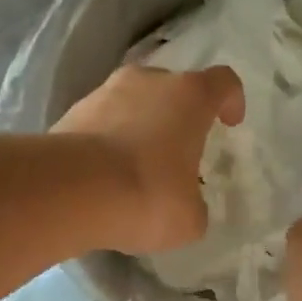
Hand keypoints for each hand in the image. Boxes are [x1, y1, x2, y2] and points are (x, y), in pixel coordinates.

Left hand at [52, 64, 243, 254]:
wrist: (70, 191)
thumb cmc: (147, 195)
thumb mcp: (189, 219)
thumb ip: (195, 206)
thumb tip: (186, 206)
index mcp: (189, 97)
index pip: (223, 82)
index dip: (231, 100)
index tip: (230, 123)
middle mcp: (147, 81)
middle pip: (173, 88)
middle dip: (178, 116)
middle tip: (178, 153)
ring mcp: (103, 92)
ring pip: (132, 103)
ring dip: (139, 127)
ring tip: (136, 168)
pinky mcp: (70, 113)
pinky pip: (101, 123)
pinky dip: (108, 141)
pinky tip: (105, 176)